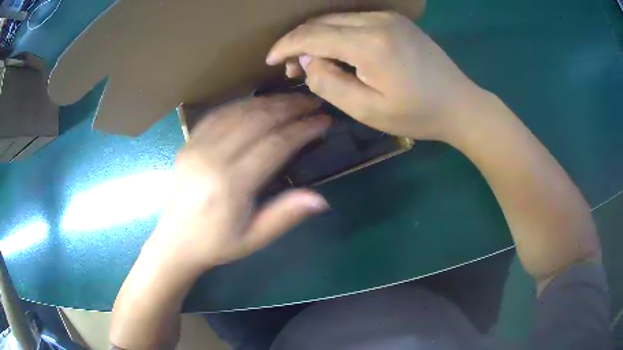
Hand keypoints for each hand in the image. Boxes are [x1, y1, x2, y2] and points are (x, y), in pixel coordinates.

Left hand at [146, 95, 330, 274]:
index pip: (275, 144)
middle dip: (290, 107)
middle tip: (313, 102)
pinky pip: (219, 113)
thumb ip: (285, 215)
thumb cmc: (216, 243)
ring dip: (270, 101)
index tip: (323, 120)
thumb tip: (321, 199)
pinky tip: (259, 103)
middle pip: (258, 119)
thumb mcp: (254, 238)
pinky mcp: (189, 142)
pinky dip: (243, 104)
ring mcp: (197, 145)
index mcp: (231, 184)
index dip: (303, 129)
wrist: (175, 240)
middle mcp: (213, 157)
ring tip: (293, 99)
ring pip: (239, 111)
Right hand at [266, 11, 484, 141]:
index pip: (312, 35)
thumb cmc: (417, 114)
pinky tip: (336, 51)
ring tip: (311, 62)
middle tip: (290, 68)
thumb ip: (330, 83)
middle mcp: (377, 21)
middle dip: (299, 42)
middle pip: (322, 23)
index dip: (286, 46)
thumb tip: (306, 62)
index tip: (270, 61)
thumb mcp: (368, 110)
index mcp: (370, 43)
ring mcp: (388, 18)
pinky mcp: (395, 21)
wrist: (459, 104)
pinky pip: (354, 20)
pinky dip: (337, 33)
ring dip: (317, 37)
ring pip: (336, 19)